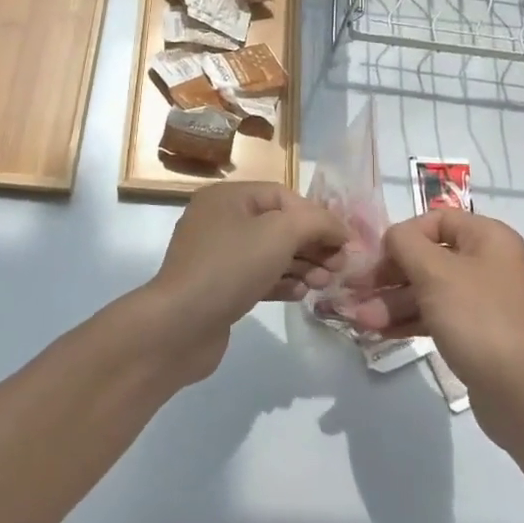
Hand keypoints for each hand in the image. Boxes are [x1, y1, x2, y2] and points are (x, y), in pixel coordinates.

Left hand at [140, 182, 345, 382]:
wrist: (179, 325)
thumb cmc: (231, 266)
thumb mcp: (280, 233)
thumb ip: (316, 222)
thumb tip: (339, 229)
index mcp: (228, 197)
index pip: (283, 196)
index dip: (316, 216)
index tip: (344, 242)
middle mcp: (219, 220)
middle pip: (278, 225)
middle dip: (312, 244)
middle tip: (339, 267)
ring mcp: (216, 256)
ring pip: (269, 253)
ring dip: (301, 265)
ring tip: (323, 283)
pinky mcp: (218, 288)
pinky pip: (257, 277)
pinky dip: (281, 282)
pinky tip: (300, 294)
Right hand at [334, 210, 523, 413]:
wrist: (520, 393)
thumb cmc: (477, 318)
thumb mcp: (435, 272)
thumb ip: (405, 243)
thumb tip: (393, 237)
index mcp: (488, 238)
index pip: (437, 220)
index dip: (403, 235)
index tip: (377, 257)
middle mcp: (488, 263)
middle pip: (428, 257)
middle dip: (389, 276)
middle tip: (356, 290)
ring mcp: (483, 300)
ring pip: (429, 290)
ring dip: (392, 301)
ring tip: (359, 319)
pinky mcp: (476, 333)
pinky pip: (437, 316)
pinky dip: (409, 320)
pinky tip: (379, 331)